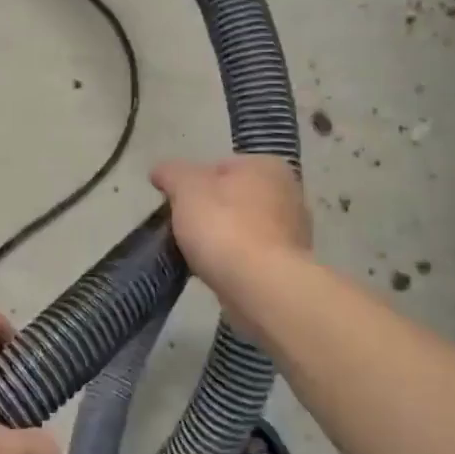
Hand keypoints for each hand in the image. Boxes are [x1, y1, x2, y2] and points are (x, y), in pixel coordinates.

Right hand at [150, 155, 311, 284]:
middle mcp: (288, 193)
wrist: (261, 287)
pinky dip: (234, 262)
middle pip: (232, 198)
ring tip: (196, 256)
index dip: (191, 185)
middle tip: (183, 231)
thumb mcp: (186, 189)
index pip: (218, 167)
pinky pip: (251, 256)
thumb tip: (161, 171)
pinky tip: (217, 273)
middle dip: (208, 212)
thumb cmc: (224, 227)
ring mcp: (294, 232)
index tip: (175, 206)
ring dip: (221, 239)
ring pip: (242, 228)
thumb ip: (172, 174)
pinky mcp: (290, 266)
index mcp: (266, 166)